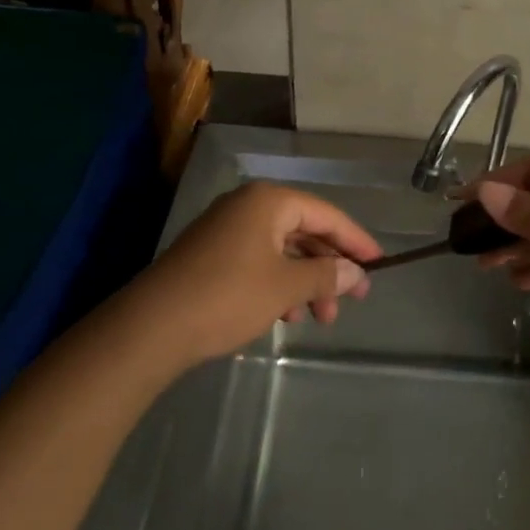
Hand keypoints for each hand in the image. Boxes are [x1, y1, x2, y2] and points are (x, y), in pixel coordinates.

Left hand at [131, 182, 381, 365]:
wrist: (150, 328)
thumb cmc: (227, 297)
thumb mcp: (286, 287)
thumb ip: (326, 275)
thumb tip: (355, 273)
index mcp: (269, 201)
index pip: (326, 214)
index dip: (356, 240)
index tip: (379, 264)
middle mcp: (248, 206)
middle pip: (305, 232)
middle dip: (328, 268)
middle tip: (350, 302)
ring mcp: (226, 229)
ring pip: (282, 251)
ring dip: (305, 282)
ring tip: (317, 319)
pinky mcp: (211, 255)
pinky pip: (259, 261)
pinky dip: (278, 284)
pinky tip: (285, 315)